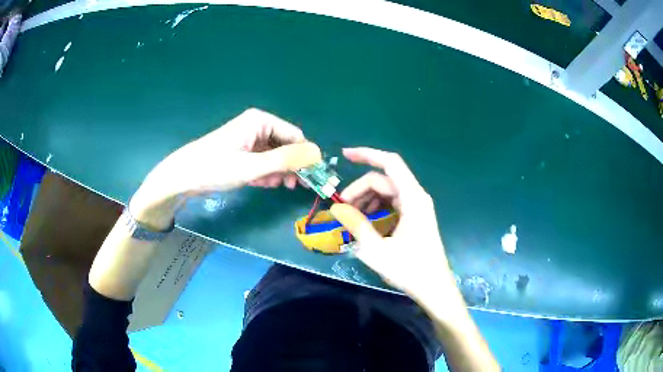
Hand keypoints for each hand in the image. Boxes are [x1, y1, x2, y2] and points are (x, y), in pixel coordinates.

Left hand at [130, 108, 320, 227]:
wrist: (183, 176)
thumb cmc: (215, 167)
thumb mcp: (252, 166)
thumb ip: (285, 160)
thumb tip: (316, 154)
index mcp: (261, 121)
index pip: (295, 136)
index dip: (305, 157)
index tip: (310, 178)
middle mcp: (257, 126)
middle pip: (285, 145)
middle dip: (290, 166)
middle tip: (294, 187)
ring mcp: (249, 139)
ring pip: (275, 155)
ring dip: (278, 172)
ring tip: (273, 185)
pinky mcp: (242, 151)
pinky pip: (262, 161)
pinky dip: (265, 173)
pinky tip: (261, 183)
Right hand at [330, 148, 458, 305]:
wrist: (434, 288)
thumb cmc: (410, 270)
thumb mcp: (377, 250)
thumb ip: (356, 226)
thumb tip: (337, 208)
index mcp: (412, 198)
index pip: (390, 163)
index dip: (367, 154)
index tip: (344, 155)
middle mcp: (416, 196)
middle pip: (384, 180)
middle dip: (359, 189)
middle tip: (341, 208)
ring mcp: (416, 206)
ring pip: (387, 191)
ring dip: (366, 199)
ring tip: (351, 217)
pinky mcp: (415, 216)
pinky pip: (392, 202)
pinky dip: (376, 207)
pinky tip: (365, 221)